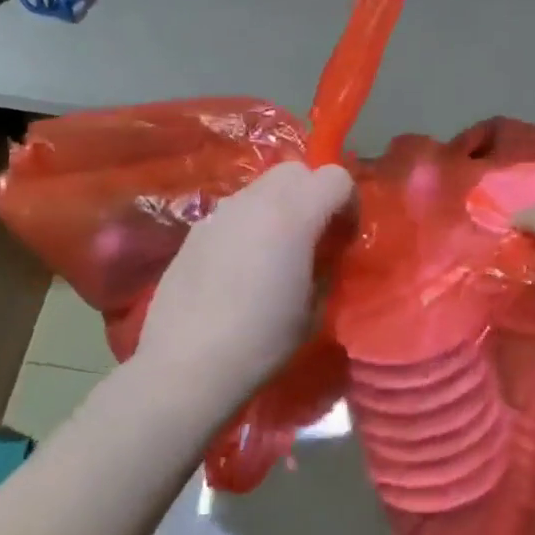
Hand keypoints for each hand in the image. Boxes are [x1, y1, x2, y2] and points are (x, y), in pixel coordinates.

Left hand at [134, 162, 354, 409]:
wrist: (186, 364)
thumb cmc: (261, 340)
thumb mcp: (313, 308)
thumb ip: (325, 266)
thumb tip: (323, 254)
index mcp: (293, 215)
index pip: (335, 176)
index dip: (348, 202)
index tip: (343, 238)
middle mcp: (255, 201)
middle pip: (295, 170)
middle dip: (312, 194)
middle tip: (313, 238)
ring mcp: (220, 213)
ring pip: (261, 188)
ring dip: (279, 208)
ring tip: (275, 255)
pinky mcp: (195, 231)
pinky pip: (234, 213)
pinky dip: (249, 225)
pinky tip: (240, 269)